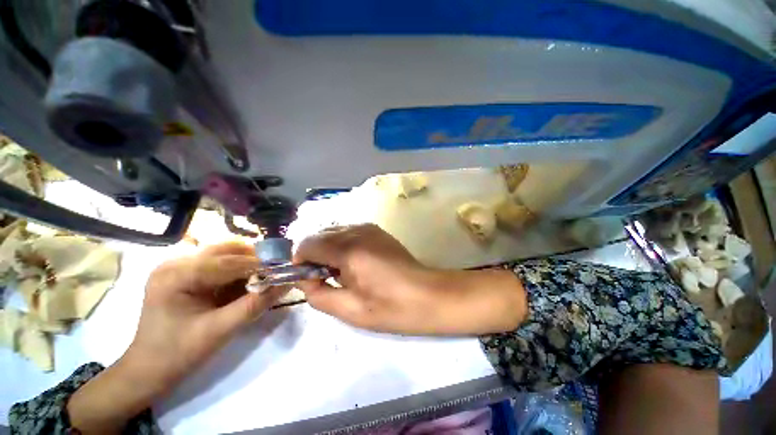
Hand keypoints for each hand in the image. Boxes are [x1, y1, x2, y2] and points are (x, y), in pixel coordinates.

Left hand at [68, 242, 287, 433]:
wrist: (148, 369)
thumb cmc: (179, 353)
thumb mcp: (220, 330)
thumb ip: (255, 304)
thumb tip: (287, 283)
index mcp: (176, 275)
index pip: (228, 262)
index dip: (261, 264)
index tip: (286, 269)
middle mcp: (176, 262)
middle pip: (227, 250)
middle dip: (256, 259)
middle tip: (277, 271)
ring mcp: (179, 265)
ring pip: (225, 253)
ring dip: (249, 262)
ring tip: (265, 276)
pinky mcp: (185, 272)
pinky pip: (219, 262)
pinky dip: (238, 269)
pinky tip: (247, 281)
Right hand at [294, 224, 526, 335]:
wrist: (427, 295)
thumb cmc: (390, 308)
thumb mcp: (349, 310)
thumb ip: (318, 294)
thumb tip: (305, 279)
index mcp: (349, 249)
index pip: (307, 244)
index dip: (301, 262)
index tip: (310, 279)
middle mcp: (357, 231)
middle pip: (320, 234)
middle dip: (315, 255)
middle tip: (328, 278)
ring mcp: (369, 227)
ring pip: (334, 231)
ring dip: (329, 249)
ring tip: (343, 271)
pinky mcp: (377, 230)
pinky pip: (349, 232)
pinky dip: (343, 244)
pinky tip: (356, 262)